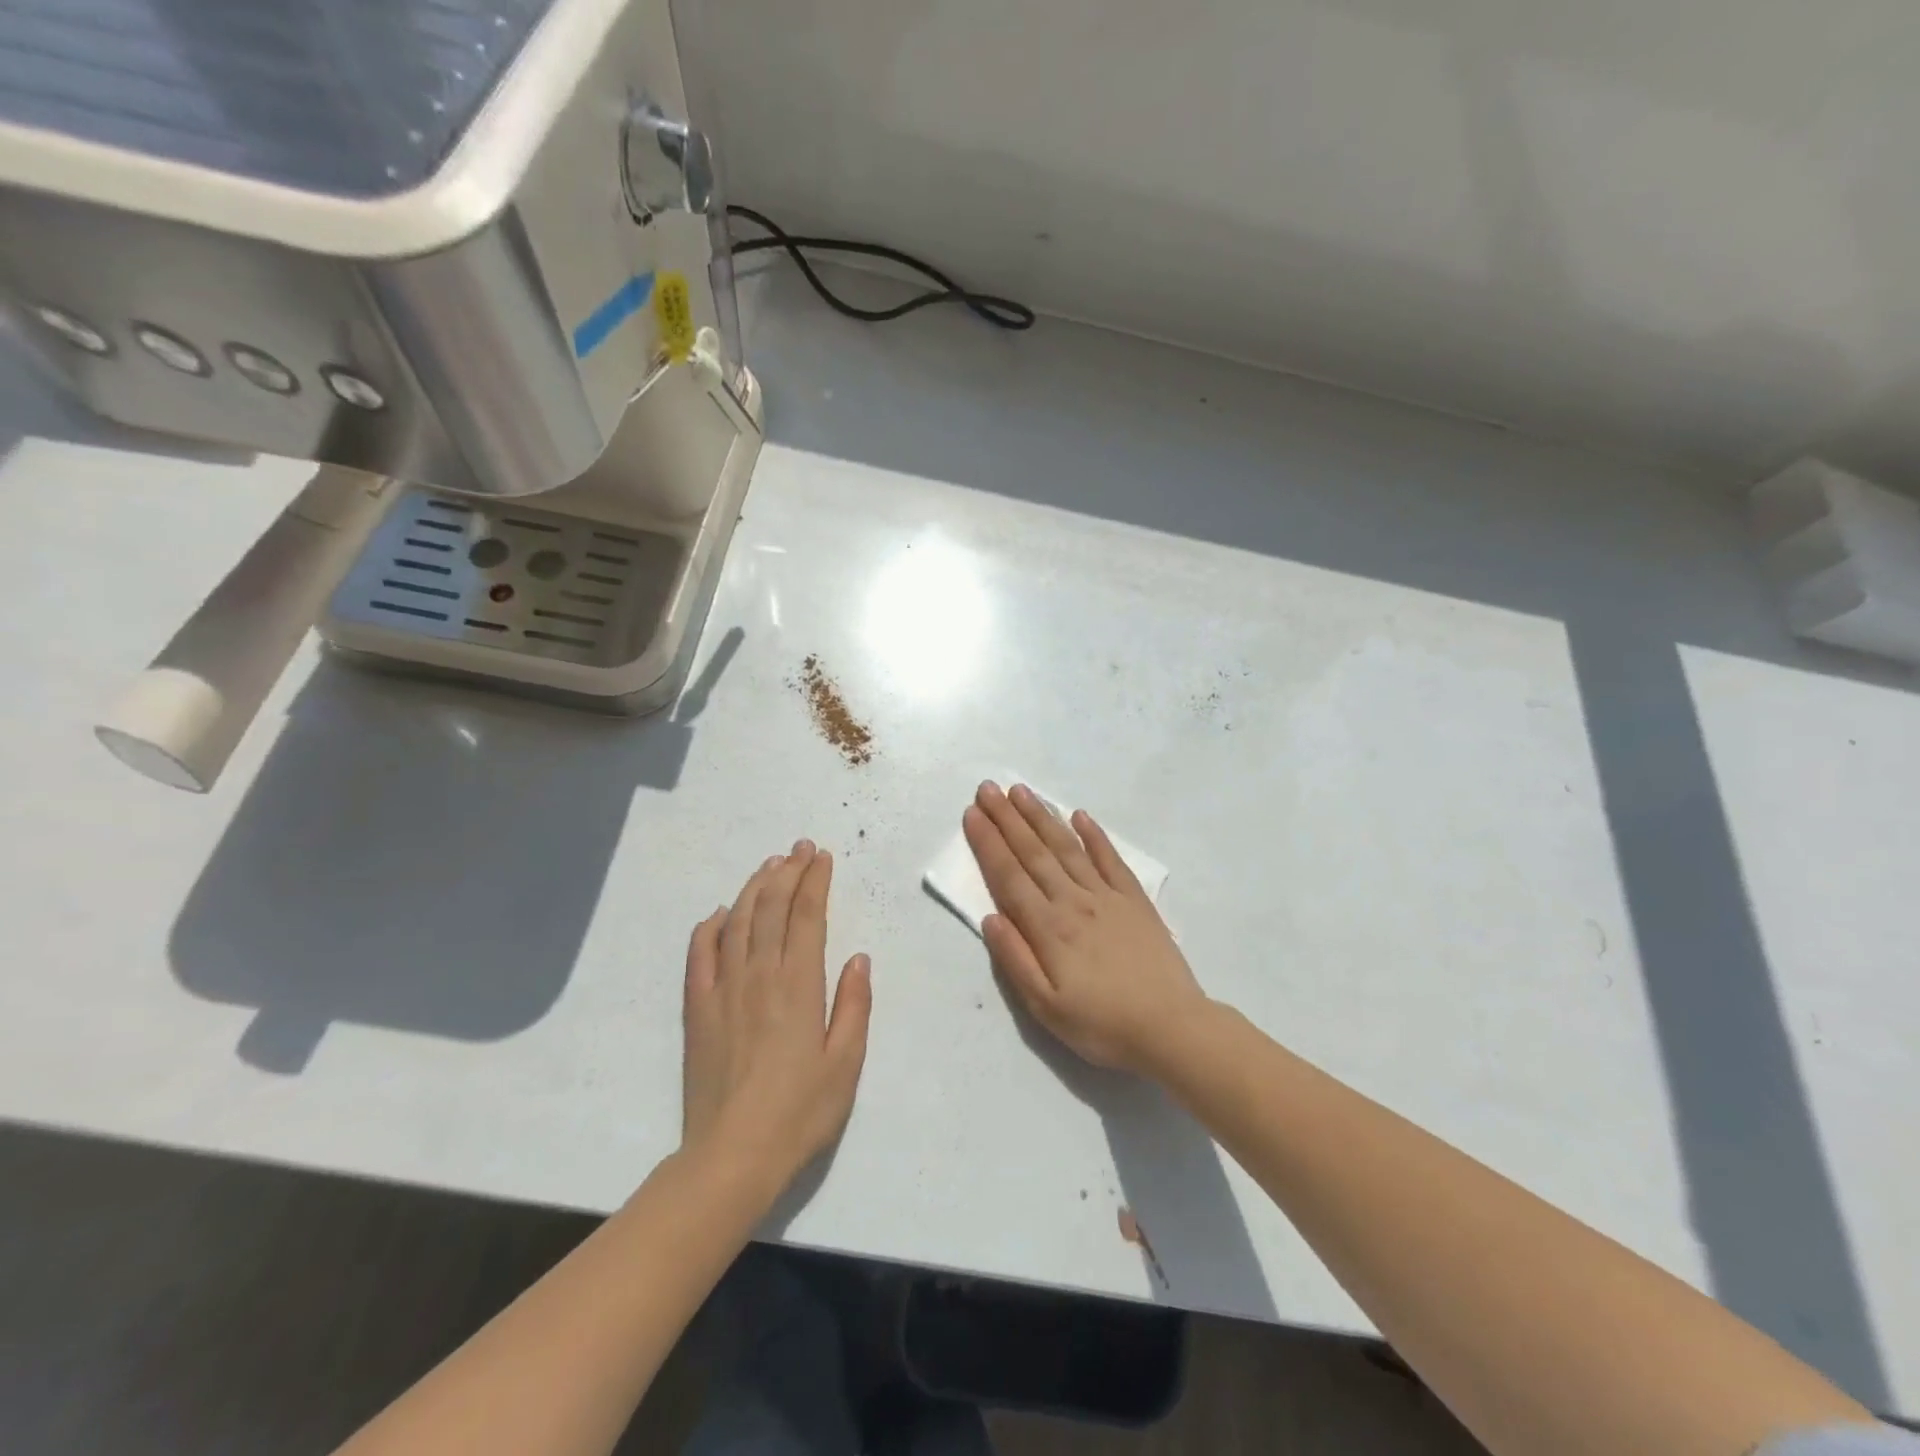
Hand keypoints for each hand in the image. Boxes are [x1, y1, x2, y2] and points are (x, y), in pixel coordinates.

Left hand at [682, 842, 872, 1196]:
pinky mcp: (697, 1010)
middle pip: (771, 909)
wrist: (732, 1156)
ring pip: (736, 923)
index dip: (815, 881)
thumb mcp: (846, 1063)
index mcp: (799, 985)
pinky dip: (708, 928)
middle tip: (799, 849)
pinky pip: (699, 957)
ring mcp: (723, 990)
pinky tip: (718, 914)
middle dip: (787, 872)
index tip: (822, 857)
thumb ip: (853, 1006)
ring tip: (768, 866)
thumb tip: (858, 958)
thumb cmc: (800, 1112)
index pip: (807, 917)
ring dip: (752, 889)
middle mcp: (760, 976)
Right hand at [963, 782, 1206, 1075]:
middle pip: (1034, 852)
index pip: (1009, 875)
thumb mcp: (1046, 1007)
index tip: (972, 813)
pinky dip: (1094, 835)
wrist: (1172, 1028)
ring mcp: (1107, 896)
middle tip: (988, 788)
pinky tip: (1080, 816)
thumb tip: (989, 917)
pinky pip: (1110, 859)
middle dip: (1007, 818)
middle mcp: (1073, 901)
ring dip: (1042, 817)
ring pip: (1067, 848)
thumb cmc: (1102, 1025)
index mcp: (1048, 927)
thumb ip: (1015, 959)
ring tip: (1022, 791)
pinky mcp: (1135, 900)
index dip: (988, 842)